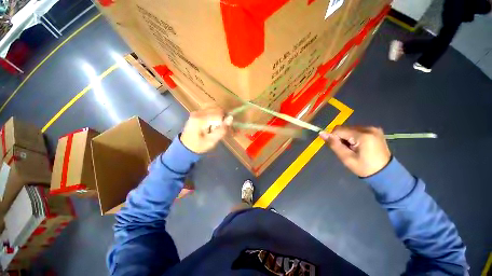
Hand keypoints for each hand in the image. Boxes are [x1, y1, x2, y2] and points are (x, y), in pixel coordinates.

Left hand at [180, 108, 232, 153]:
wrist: (185, 146)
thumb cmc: (199, 145)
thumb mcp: (212, 141)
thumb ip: (222, 130)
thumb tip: (231, 118)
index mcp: (200, 119)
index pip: (219, 114)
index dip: (225, 121)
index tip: (226, 129)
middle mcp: (198, 112)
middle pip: (217, 108)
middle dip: (223, 117)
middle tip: (223, 128)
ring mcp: (197, 111)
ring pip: (215, 107)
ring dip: (220, 116)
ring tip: (219, 125)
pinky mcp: (198, 112)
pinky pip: (210, 109)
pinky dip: (216, 114)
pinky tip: (214, 122)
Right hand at [319, 126, 390, 176]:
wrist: (385, 173)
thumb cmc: (364, 167)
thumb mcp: (346, 157)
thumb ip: (333, 144)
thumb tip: (321, 133)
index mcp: (363, 135)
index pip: (338, 130)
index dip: (334, 138)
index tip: (338, 148)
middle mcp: (369, 128)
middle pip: (344, 128)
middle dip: (341, 138)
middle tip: (346, 149)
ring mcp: (373, 128)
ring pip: (350, 129)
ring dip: (346, 137)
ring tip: (353, 148)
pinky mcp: (375, 130)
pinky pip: (357, 130)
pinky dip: (353, 137)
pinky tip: (358, 145)